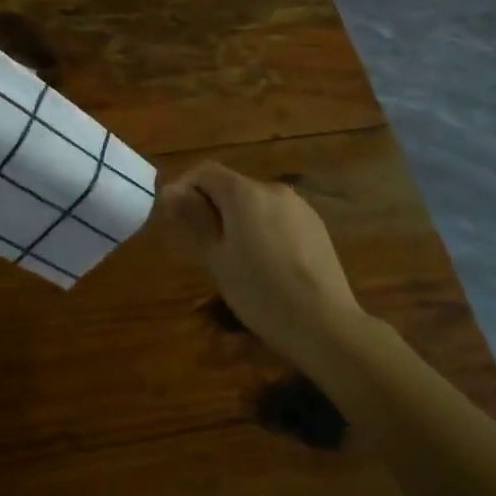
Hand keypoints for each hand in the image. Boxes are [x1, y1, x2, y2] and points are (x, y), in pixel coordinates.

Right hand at [156, 163, 366, 369]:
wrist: (324, 323)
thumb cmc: (260, 292)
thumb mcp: (217, 258)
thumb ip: (194, 218)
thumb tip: (171, 191)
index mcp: (245, 193)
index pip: (206, 171)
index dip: (185, 187)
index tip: (175, 218)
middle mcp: (272, 189)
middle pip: (232, 185)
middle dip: (211, 206)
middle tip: (202, 245)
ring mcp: (299, 206)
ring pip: (256, 202)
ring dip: (238, 218)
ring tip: (234, 258)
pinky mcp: (316, 225)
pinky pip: (278, 216)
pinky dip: (263, 228)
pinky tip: (266, 263)